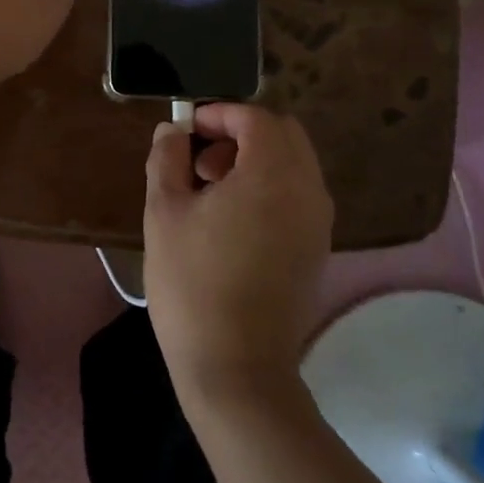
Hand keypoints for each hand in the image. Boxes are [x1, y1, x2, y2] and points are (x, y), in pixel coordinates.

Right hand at [143, 105, 333, 409]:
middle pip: (284, 134)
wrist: (237, 368)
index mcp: (273, 173)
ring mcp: (319, 221)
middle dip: (241, 133)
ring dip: (256, 160)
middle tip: (200, 160)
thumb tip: (173, 130)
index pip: (256, 117)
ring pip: (294, 164)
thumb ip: (167, 158)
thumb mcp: (164, 213)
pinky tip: (234, 221)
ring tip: (212, 191)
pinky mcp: (318, 249)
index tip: (187, 130)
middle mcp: (308, 189)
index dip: (219, 114)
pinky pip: (299, 194)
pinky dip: (271, 187)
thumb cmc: (192, 283)